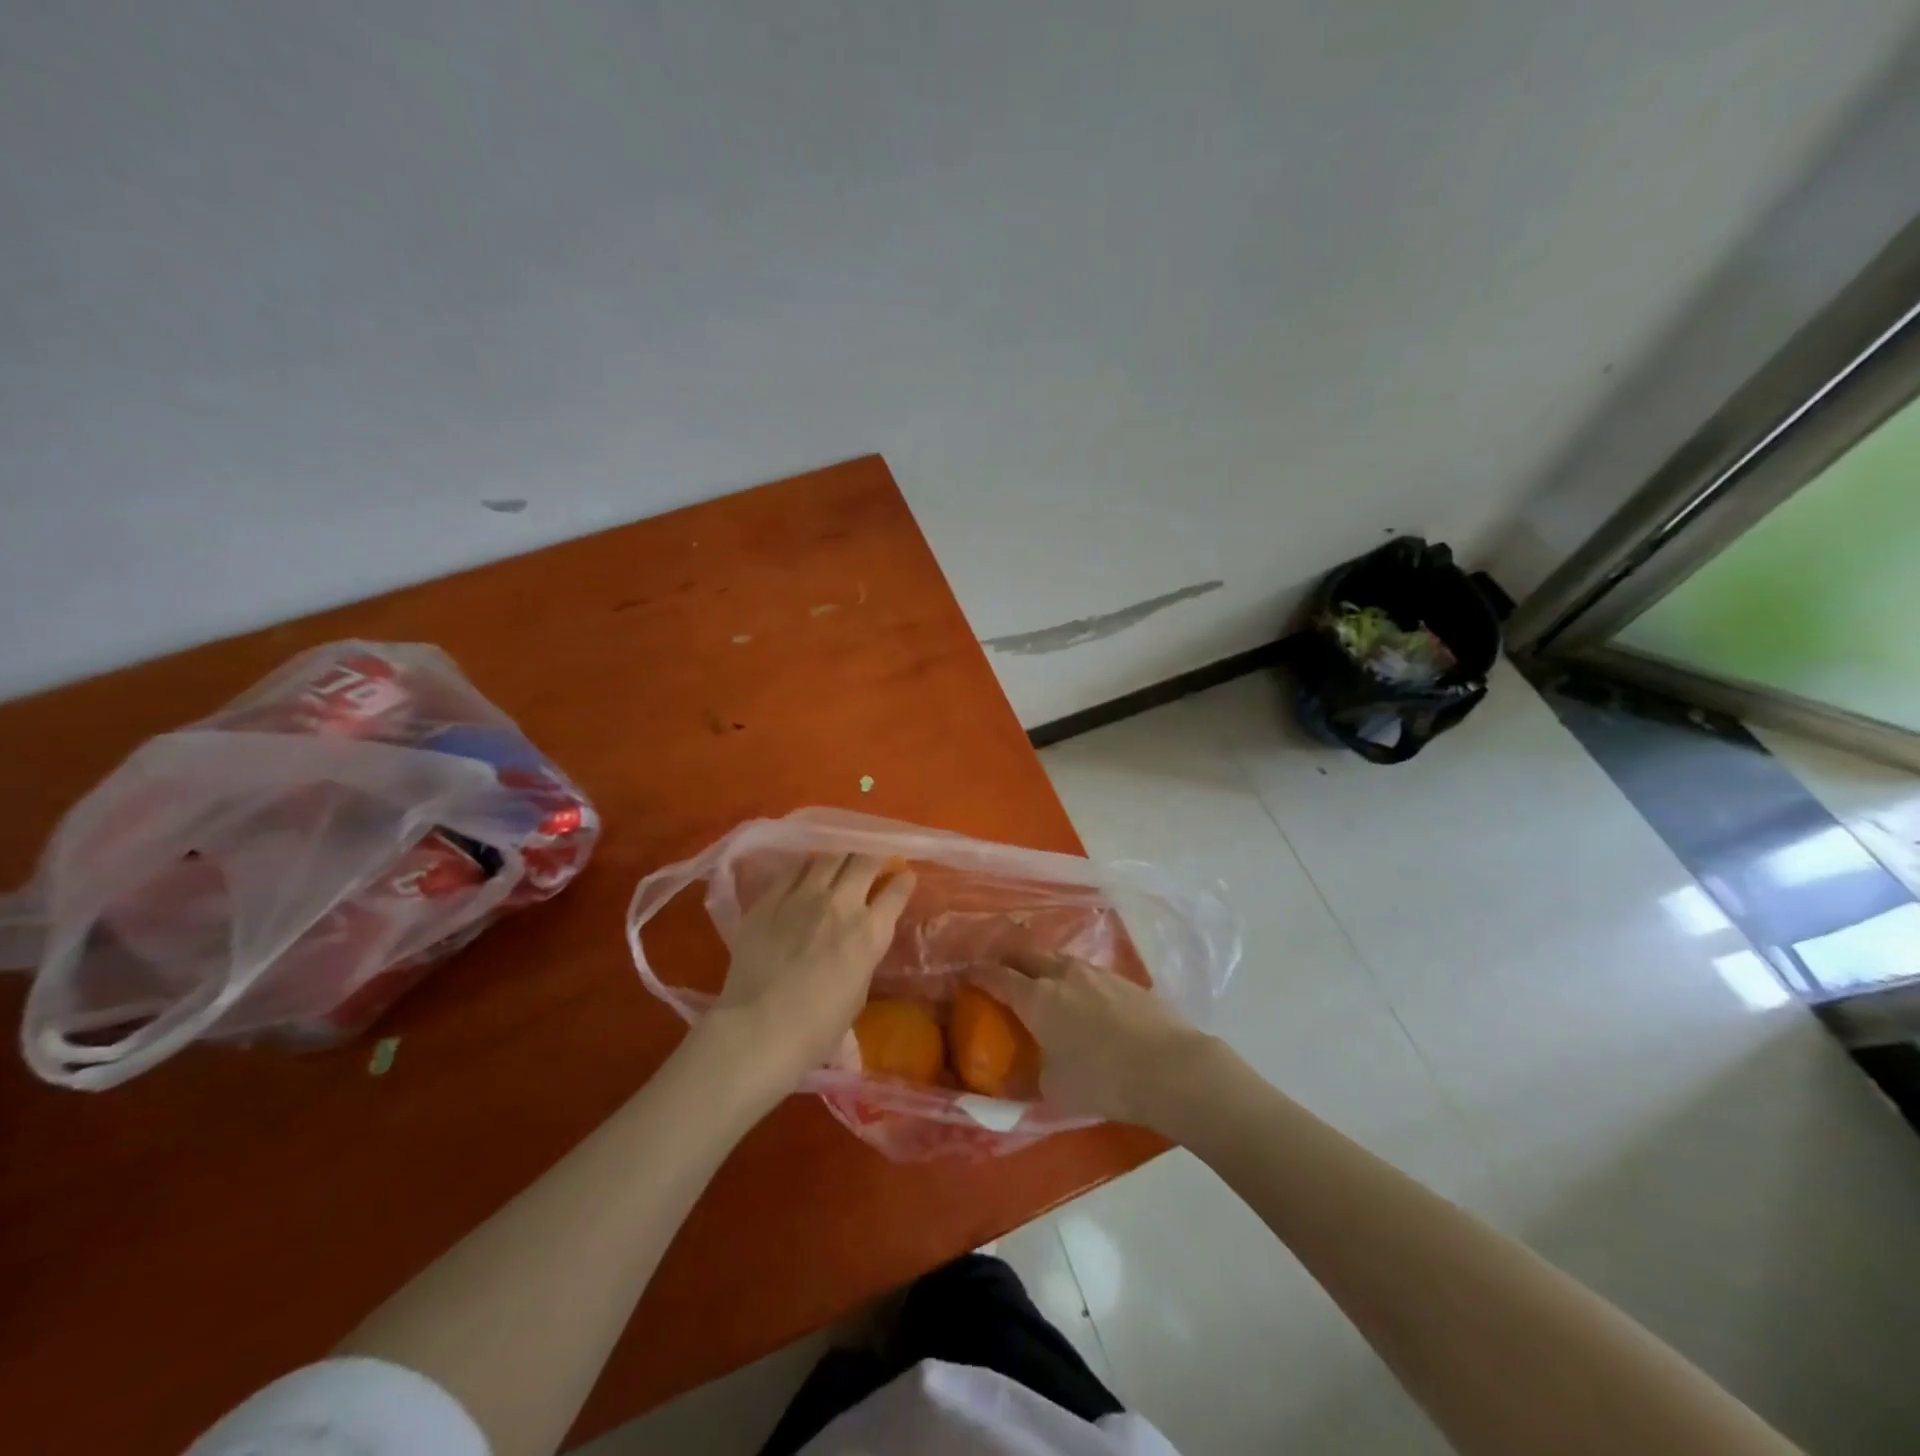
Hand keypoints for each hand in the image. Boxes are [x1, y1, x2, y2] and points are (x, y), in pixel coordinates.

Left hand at [702, 852, 915, 1096]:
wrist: (759, 1029)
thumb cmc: (816, 1028)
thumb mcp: (858, 992)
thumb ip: (862, 956)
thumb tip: (858, 940)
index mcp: (870, 932)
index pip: (896, 892)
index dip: (903, 881)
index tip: (904, 875)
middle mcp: (841, 904)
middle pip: (865, 860)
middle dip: (875, 855)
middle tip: (873, 858)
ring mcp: (803, 896)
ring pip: (829, 855)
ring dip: (841, 854)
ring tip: (841, 855)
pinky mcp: (770, 898)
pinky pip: (792, 868)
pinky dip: (805, 865)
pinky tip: (806, 868)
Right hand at [970, 952, 1216, 1126]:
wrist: (1171, 1068)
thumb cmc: (1104, 1080)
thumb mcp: (1055, 1090)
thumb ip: (1032, 1076)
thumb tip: (1024, 1072)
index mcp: (1037, 999)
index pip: (997, 977)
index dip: (978, 974)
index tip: (966, 975)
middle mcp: (1063, 975)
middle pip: (1027, 956)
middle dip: (1009, 962)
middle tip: (1001, 975)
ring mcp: (1096, 973)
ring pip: (1058, 960)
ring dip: (1043, 968)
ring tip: (1042, 984)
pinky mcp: (1124, 980)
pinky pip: (1086, 972)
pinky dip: (1073, 980)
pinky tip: (1082, 999)